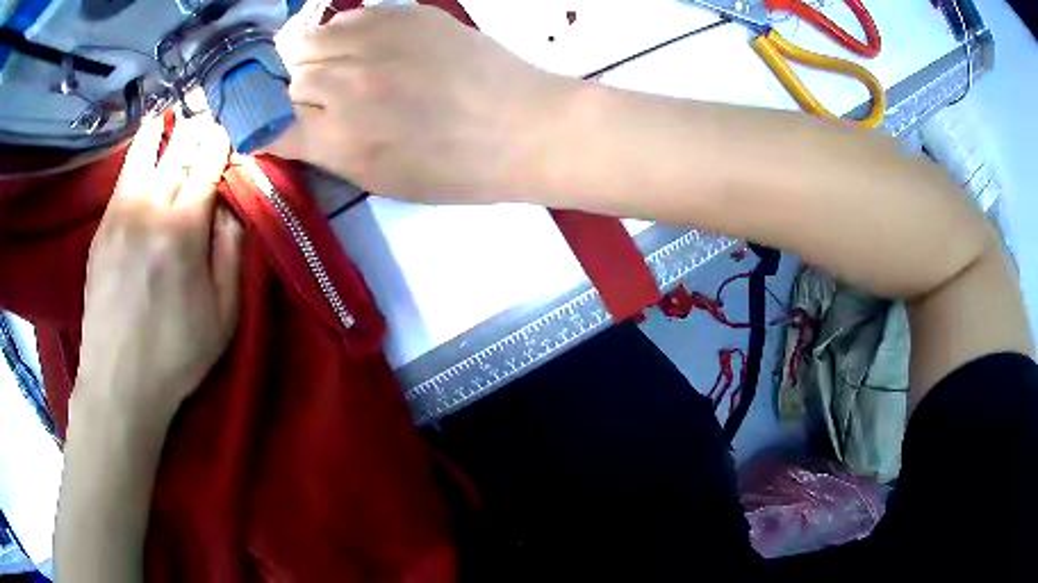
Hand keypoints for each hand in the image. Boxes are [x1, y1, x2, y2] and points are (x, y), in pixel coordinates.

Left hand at [75, 115, 242, 423]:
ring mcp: (120, 211)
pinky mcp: (103, 225)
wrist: (118, 382)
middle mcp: (151, 205)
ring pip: (146, 147)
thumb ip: (231, 251)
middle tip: (208, 114)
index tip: (233, 132)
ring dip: (165, 126)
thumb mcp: (224, 314)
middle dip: (199, 125)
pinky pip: (124, 172)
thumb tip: (231, 205)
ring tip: (174, 112)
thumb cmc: (176, 354)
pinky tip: (146, 145)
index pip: (209, 159)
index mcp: (184, 226)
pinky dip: (140, 151)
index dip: (224, 140)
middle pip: (179, 145)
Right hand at [267, 5, 574, 201]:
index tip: (272, 125)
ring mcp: (375, 43)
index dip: (264, 126)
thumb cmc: (459, 170)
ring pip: (306, 42)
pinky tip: (362, 46)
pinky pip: (347, 18)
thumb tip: (294, 129)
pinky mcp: (404, 15)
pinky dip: (342, 34)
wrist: (525, 127)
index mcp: (340, 140)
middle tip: (315, 98)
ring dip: (309, 57)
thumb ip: (329, 151)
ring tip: (333, 67)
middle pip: (285, 80)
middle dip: (292, 92)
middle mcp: (346, 86)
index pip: (269, 127)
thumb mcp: (382, 180)